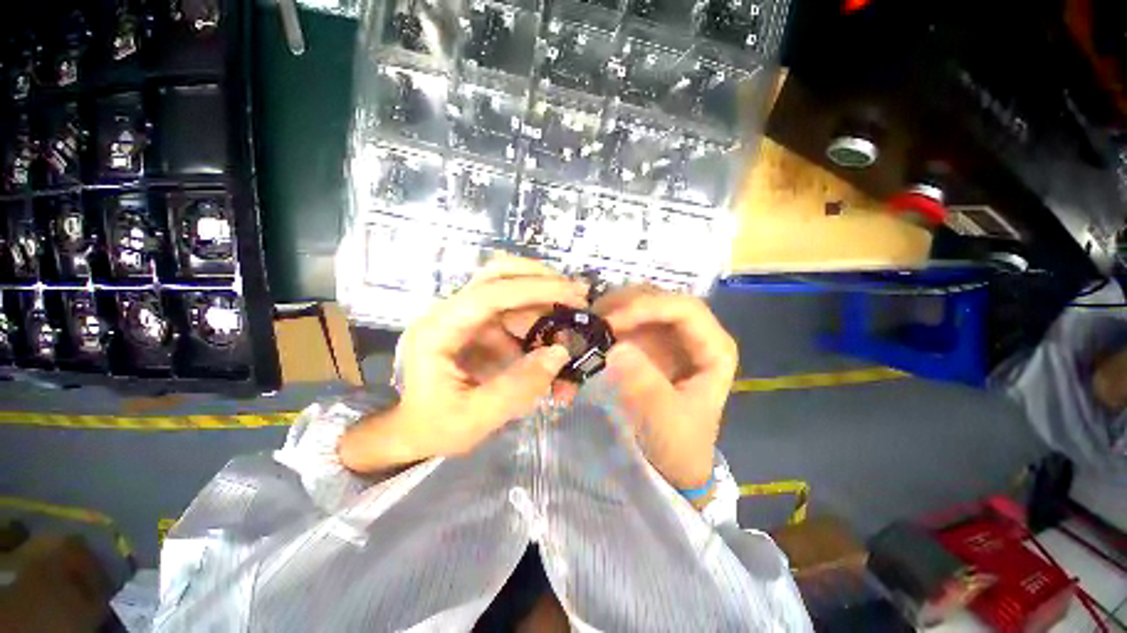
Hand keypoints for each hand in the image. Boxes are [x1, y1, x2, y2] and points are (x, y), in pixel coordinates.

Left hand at [339, 256, 586, 472]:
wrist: (413, 431)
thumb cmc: (435, 426)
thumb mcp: (475, 417)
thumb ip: (518, 387)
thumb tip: (560, 352)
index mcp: (439, 330)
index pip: (490, 293)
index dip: (535, 289)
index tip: (573, 295)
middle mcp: (450, 313)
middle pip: (497, 274)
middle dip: (540, 279)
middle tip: (576, 295)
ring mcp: (465, 317)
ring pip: (509, 291)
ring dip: (543, 303)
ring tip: (570, 324)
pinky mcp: (478, 326)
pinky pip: (513, 314)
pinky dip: (537, 322)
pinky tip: (551, 342)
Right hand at [596, 286, 737, 490]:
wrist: (671, 461)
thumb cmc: (679, 443)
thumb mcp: (666, 421)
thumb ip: (645, 385)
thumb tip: (616, 348)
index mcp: (714, 348)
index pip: (684, 309)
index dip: (648, 307)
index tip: (612, 323)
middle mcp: (691, 333)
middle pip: (659, 298)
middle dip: (624, 304)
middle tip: (591, 320)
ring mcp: (667, 335)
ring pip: (639, 303)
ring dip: (611, 309)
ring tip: (586, 325)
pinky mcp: (647, 341)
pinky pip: (625, 319)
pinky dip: (606, 321)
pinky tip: (589, 331)